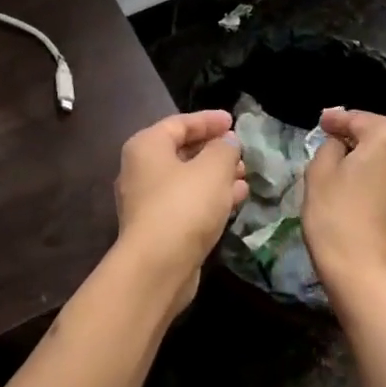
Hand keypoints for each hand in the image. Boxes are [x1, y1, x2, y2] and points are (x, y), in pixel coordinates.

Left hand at [113, 111, 248, 314]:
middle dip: (214, 150)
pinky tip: (237, 198)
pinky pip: (187, 202)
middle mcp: (140, 170)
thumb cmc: (184, 205)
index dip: (208, 120)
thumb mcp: (213, 169)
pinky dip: (210, 197)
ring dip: (216, 175)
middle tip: (241, 151)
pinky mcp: (158, 228)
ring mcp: (147, 201)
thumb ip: (224, 149)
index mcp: (146, 146)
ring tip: (245, 174)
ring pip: (187, 179)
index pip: (179, 123)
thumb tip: (227, 142)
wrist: (157, 266)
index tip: (233, 121)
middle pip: (181, 151)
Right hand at [303, 108, 385, 308]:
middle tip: (332, 134)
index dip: (337, 119)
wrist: (363, 271)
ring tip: (345, 156)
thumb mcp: (319, 172)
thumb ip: (329, 145)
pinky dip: (380, 169)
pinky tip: (361, 178)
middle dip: (359, 131)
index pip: (360, 119)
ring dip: (372, 150)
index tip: (321, 121)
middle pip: (384, 131)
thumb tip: (340, 142)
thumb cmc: (336, 215)